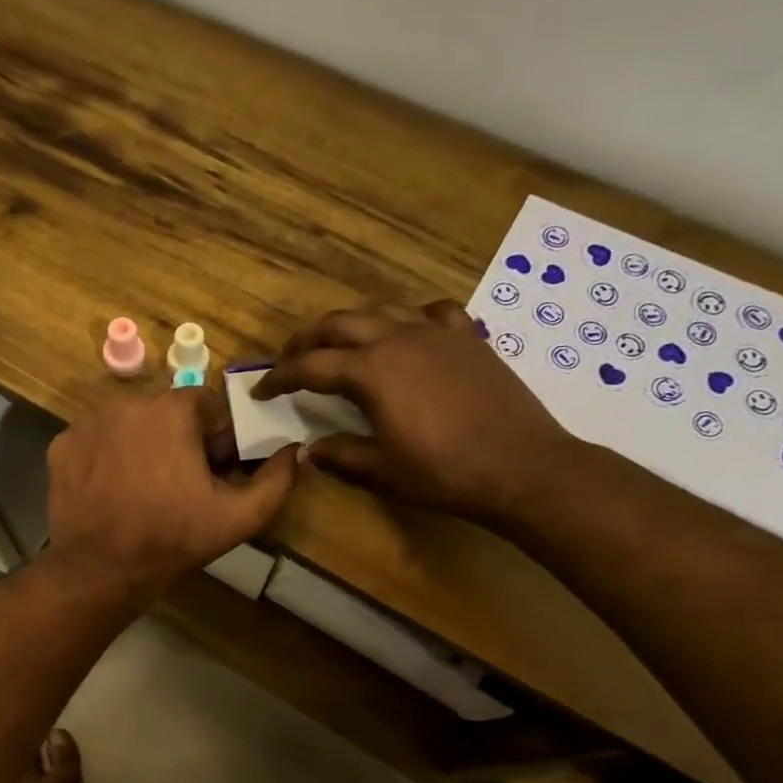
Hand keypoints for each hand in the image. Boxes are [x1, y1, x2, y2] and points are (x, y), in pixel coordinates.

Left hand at [47, 387, 298, 603]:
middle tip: (178, 485)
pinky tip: (112, 491)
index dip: (214, 438)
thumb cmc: (174, 538)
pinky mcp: (61, 445)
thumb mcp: (238, 516)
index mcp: (172, 409)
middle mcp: (127, 402)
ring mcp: (88, 422)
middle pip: (165, 411)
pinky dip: (106, 458)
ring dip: (142, 446)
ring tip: (143, 489)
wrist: (101, 569)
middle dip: (178, 440)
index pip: (206, 405)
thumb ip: (277, 480)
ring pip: (129, 423)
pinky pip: (95, 440)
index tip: (210, 472)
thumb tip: (297, 450)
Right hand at [253, 301, 577, 522]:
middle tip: (291, 359)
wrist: (521, 466)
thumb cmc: (443, 472)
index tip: (261, 389)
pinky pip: (431, 312)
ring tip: (339, 342)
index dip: (280, 377)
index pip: (310, 366)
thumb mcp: (381, 469)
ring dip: (351, 323)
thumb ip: (339, 454)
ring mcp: (436, 332)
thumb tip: (306, 451)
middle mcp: (397, 338)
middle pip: (339, 324)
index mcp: (370, 370)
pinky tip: (408, 334)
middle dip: (307, 340)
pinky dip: (409, 318)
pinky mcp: (467, 337)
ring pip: (381, 310)